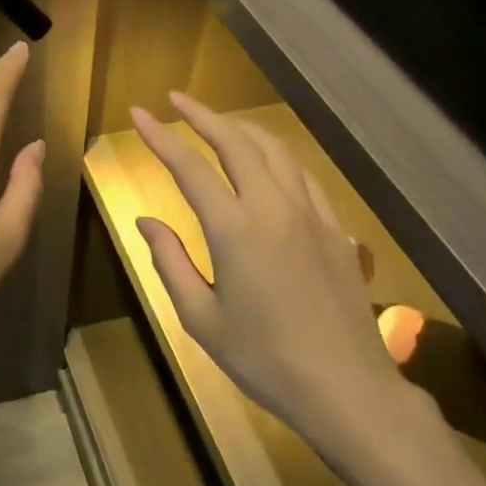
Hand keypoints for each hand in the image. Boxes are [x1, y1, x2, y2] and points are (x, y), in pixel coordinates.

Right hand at [131, 92, 434, 459]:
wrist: (345, 386)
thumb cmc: (263, 359)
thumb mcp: (201, 318)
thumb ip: (169, 262)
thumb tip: (146, 220)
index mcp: (235, 230)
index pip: (190, 167)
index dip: (161, 136)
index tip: (139, 113)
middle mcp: (274, 208)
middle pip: (237, 142)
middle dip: (203, 115)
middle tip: (176, 99)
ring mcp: (311, 214)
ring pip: (276, 150)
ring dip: (242, 128)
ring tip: (217, 122)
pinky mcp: (335, 228)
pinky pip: (302, 175)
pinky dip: (277, 156)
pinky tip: (268, 161)